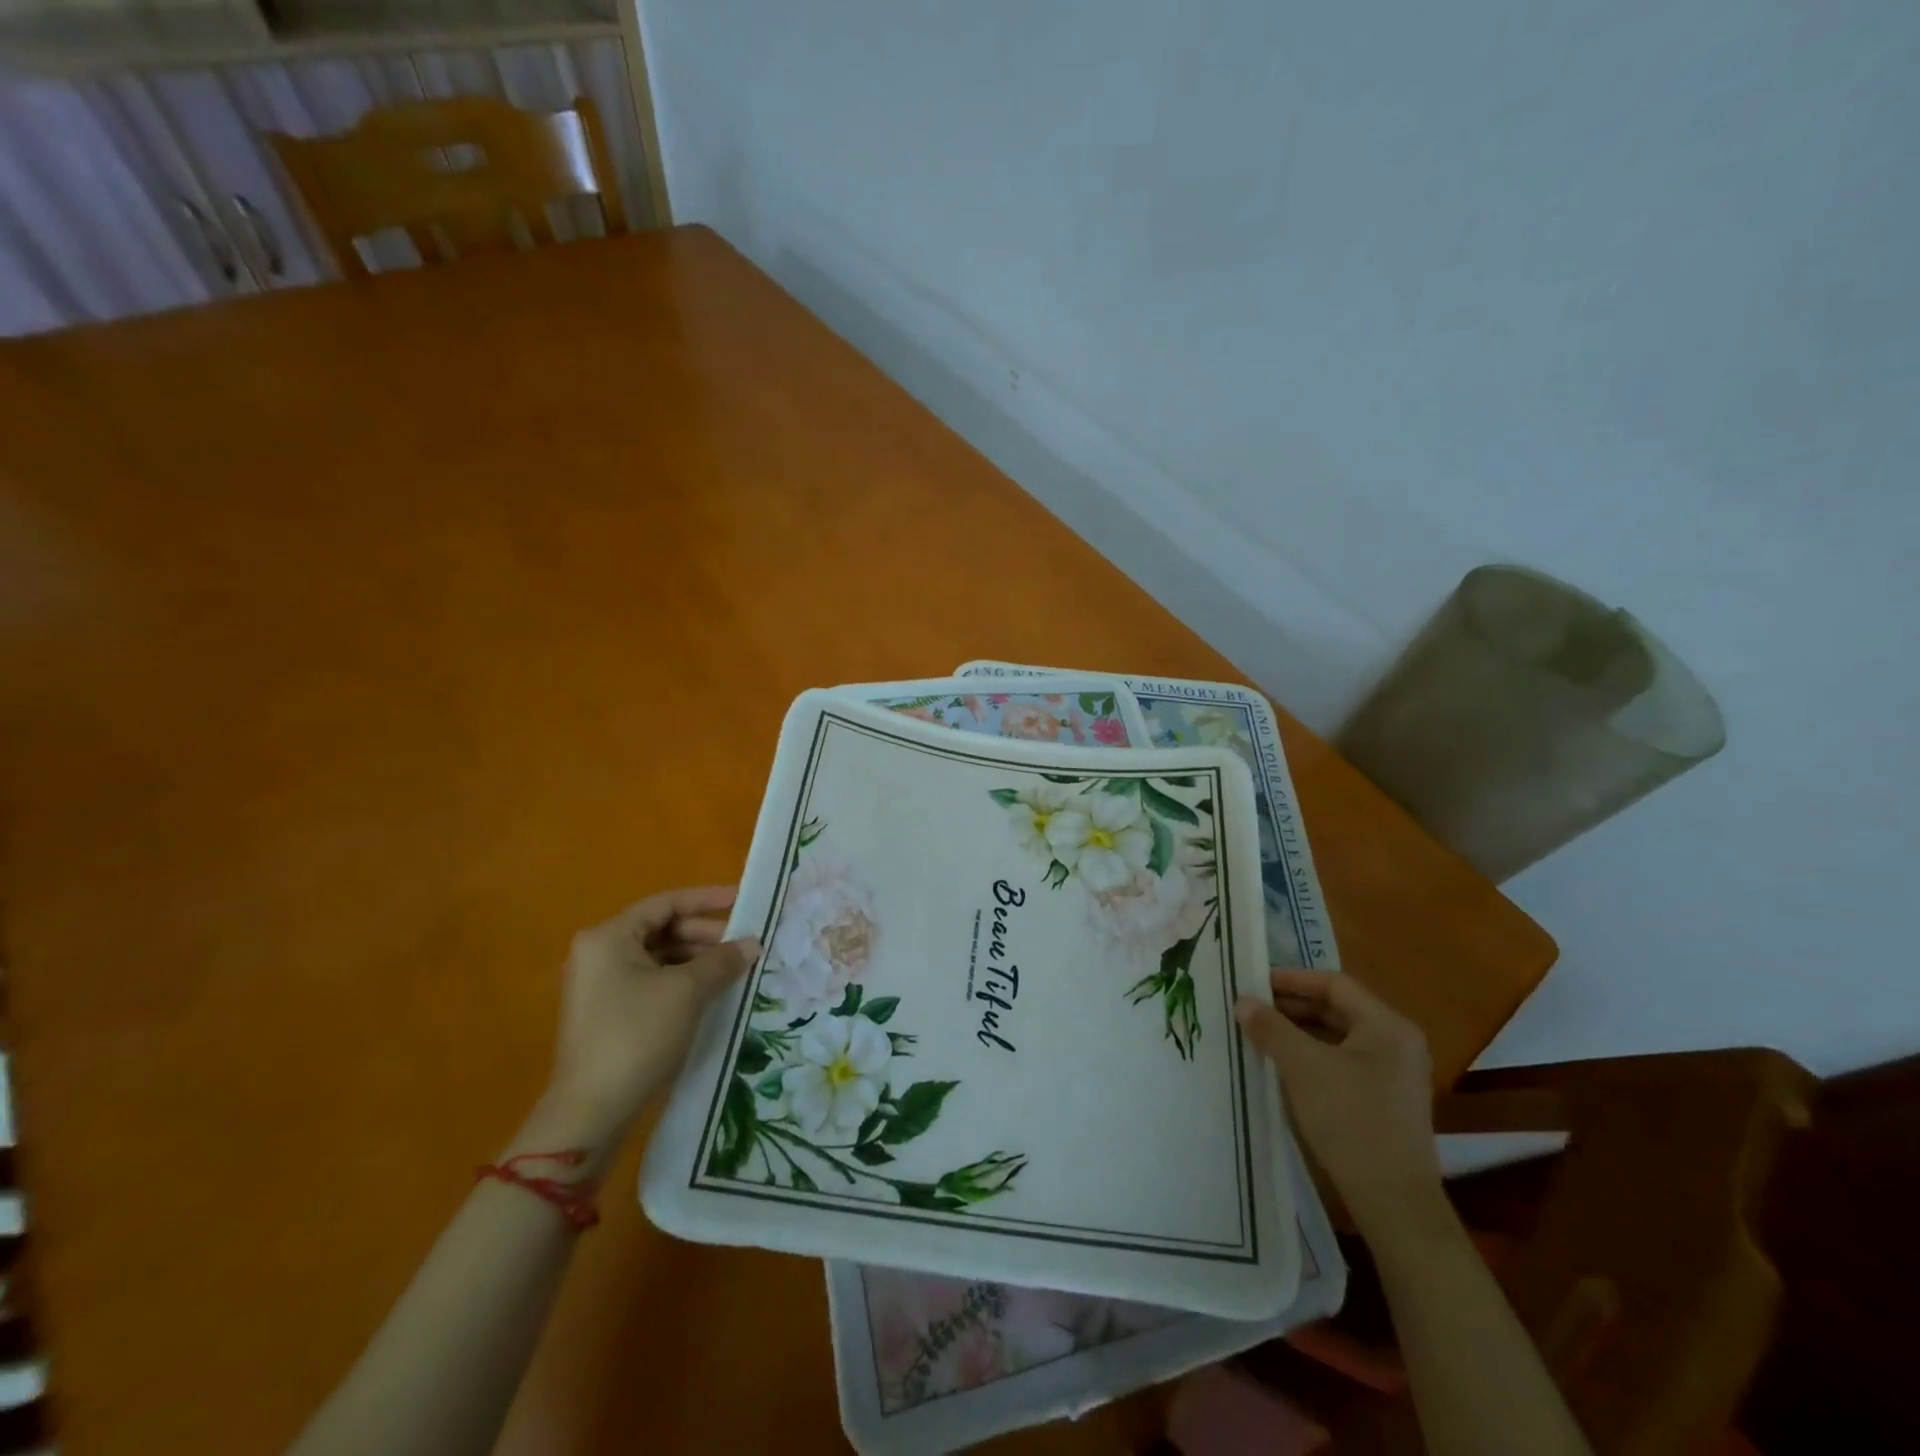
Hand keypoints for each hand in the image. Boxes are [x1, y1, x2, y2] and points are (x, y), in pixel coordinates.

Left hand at [534, 886, 759, 1154]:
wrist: (590, 1112)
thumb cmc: (637, 1036)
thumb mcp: (687, 992)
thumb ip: (722, 960)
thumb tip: (752, 943)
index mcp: (608, 937)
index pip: (666, 903)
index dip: (708, 900)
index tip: (744, 901)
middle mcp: (598, 953)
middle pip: (662, 929)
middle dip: (705, 935)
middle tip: (745, 944)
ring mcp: (600, 985)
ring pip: (658, 957)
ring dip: (697, 960)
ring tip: (734, 970)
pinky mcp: (607, 1013)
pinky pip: (651, 982)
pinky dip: (682, 981)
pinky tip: (711, 993)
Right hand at [1235, 969, 1442, 1233]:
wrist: (1393, 1201)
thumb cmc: (1350, 1120)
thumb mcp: (1302, 1066)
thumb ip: (1271, 1028)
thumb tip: (1243, 1002)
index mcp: (1387, 1025)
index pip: (1334, 983)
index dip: (1291, 979)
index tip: (1254, 983)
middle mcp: (1397, 1042)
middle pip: (1337, 1009)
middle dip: (1291, 1007)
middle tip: (1251, 1008)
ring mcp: (1395, 1073)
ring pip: (1338, 1037)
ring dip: (1299, 1032)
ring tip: (1259, 1034)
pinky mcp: (1386, 1100)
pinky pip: (1343, 1061)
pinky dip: (1312, 1055)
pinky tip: (1283, 1065)